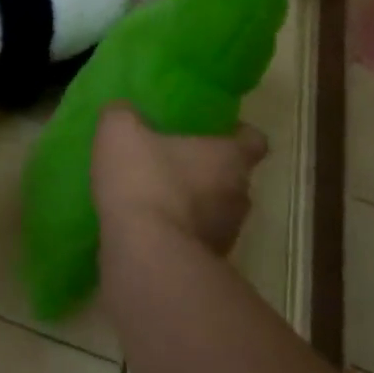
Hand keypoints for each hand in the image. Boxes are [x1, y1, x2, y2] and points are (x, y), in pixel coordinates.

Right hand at [92, 104, 266, 256]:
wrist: (146, 252)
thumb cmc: (143, 179)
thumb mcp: (119, 131)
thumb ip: (122, 114)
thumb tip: (123, 110)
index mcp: (228, 157)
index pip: (254, 140)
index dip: (238, 134)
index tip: (218, 131)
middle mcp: (239, 194)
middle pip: (234, 177)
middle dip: (209, 171)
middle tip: (176, 162)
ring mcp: (227, 233)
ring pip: (217, 210)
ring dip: (196, 204)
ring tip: (160, 199)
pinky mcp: (209, 262)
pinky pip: (198, 238)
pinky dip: (181, 232)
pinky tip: (150, 228)